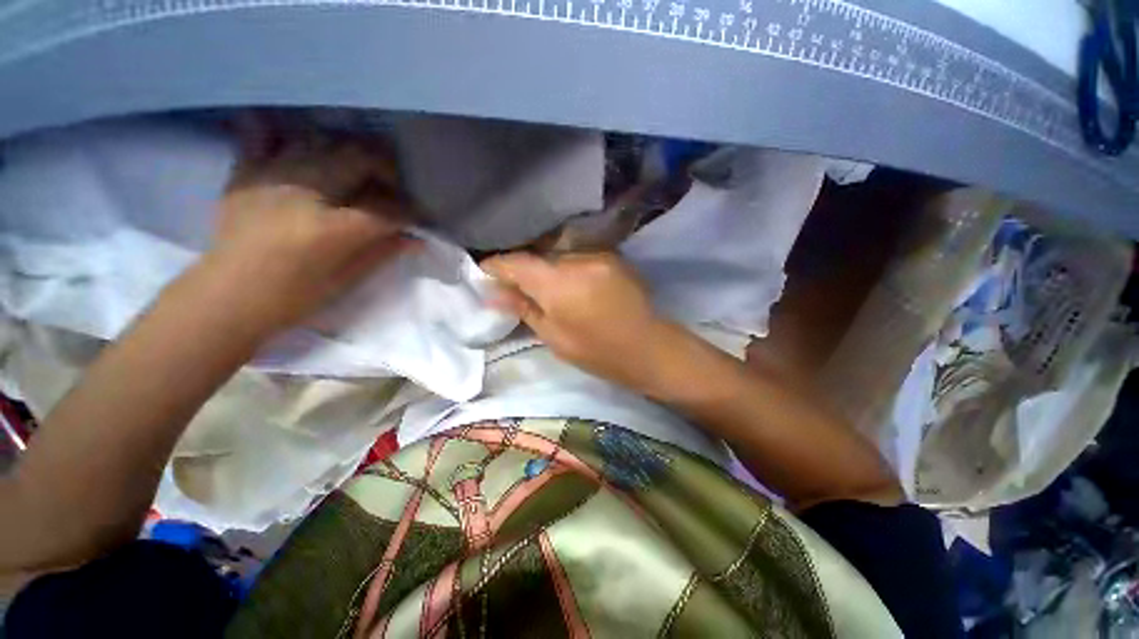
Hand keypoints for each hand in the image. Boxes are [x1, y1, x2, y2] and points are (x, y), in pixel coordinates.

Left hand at [203, 115, 415, 333]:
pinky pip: (264, 136)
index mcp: (330, 228)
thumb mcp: (345, 281)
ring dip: (347, 153)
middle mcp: (303, 193)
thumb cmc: (292, 298)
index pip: (385, 210)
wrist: (226, 298)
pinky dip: (286, 133)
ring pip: (320, 142)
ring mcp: (271, 177)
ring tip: (357, 170)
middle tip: (393, 187)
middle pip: (357, 159)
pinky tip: (300, 143)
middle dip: (386, 170)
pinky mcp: (245, 175)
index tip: (420, 218)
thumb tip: (415, 239)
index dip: (410, 213)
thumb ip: (381, 253)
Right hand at [481, 252, 674, 387]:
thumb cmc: (597, 351)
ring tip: (543, 286)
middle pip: (537, 255)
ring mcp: (598, 254)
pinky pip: (578, 256)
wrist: (648, 347)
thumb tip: (493, 294)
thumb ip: (524, 308)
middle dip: (522, 268)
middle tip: (512, 285)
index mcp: (559, 283)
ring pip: (558, 253)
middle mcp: (577, 259)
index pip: (516, 262)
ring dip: (546, 267)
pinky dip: (567, 266)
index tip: (484, 272)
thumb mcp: (554, 336)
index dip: (496, 265)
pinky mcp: (612, 256)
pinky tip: (569, 283)